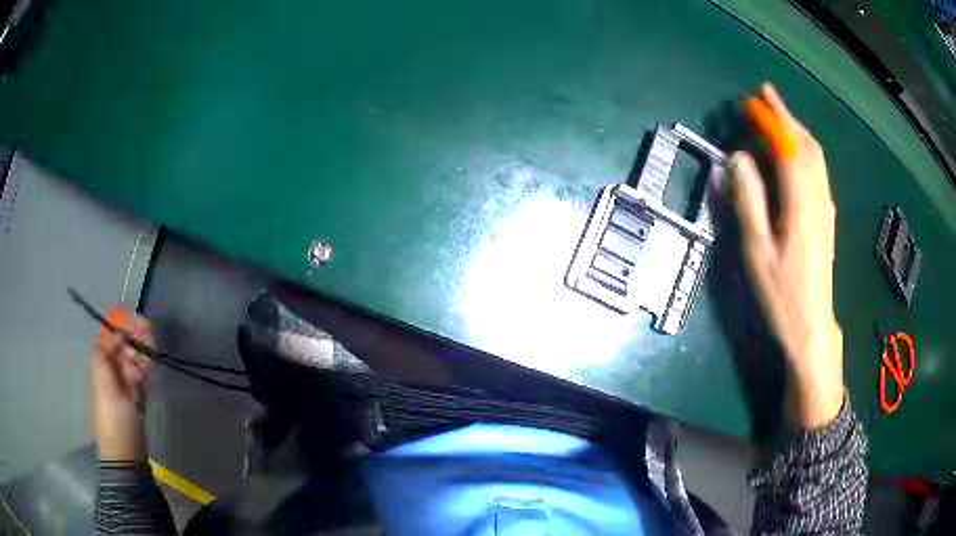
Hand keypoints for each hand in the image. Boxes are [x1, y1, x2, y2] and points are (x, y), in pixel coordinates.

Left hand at [91, 313, 152, 460]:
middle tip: (150, 331)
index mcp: (103, 359)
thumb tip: (117, 331)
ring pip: (137, 354)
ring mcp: (129, 378)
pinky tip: (154, 356)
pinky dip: (149, 361)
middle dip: (137, 334)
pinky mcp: (141, 390)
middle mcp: (115, 365)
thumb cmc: (110, 412)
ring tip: (154, 340)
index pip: (113, 334)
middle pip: (126, 342)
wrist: (125, 446)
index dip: (123, 325)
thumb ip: (106, 350)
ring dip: (145, 346)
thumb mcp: (102, 378)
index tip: (137, 321)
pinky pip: (145, 370)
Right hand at [730, 83, 843, 428]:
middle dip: (786, 116)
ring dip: (799, 130)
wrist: (812, 327)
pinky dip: (808, 152)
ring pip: (816, 158)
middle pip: (806, 146)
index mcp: (800, 203)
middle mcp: (817, 198)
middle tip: (767, 95)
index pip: (787, 147)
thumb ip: (748, 201)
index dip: (769, 121)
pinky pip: (820, 173)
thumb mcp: (757, 251)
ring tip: (781, 116)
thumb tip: (737, 158)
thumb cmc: (781, 294)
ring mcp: (825, 209)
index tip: (750, 101)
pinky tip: (800, 155)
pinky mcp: (826, 220)